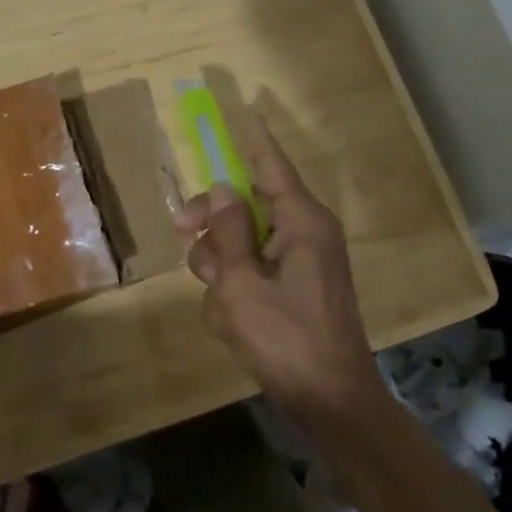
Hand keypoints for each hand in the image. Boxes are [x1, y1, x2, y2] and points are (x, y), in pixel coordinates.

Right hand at [177, 114, 384, 423]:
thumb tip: (222, 190)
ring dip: (221, 269)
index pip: (271, 165)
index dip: (254, 138)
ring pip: (241, 243)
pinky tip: (234, 323)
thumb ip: (228, 231)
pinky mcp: (293, 290)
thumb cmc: (286, 338)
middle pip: (245, 205)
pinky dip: (235, 293)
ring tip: (224, 306)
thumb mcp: (243, 283)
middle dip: (212, 224)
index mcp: (302, 222)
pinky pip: (251, 273)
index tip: (247, 107)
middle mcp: (304, 234)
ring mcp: (300, 264)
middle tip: (181, 233)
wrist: (330, 404)